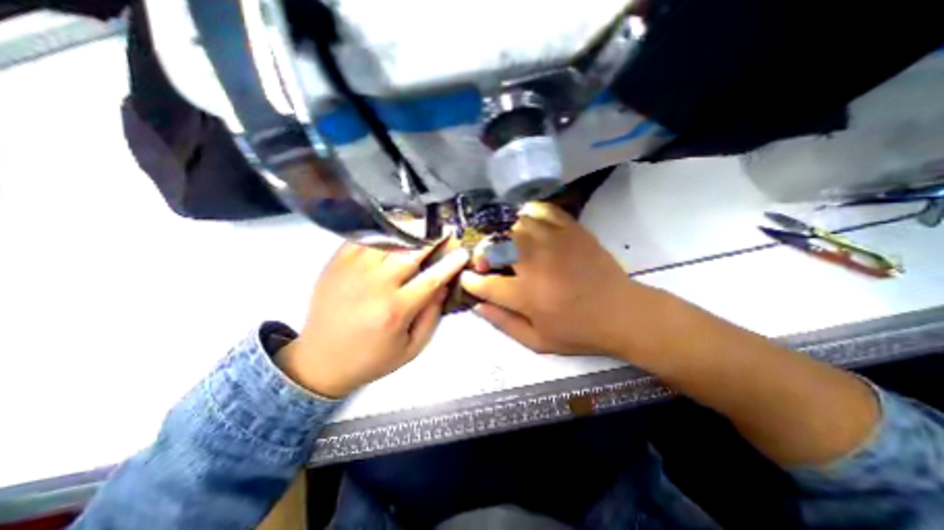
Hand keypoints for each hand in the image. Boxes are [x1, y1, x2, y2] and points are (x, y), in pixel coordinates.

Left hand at [278, 242, 470, 395]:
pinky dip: (384, 230)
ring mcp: (353, 270)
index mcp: (395, 310)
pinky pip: (364, 237)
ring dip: (411, 230)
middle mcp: (375, 286)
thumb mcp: (411, 348)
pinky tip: (395, 230)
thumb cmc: (371, 358)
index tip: (464, 252)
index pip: (431, 279)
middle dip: (434, 238)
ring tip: (425, 226)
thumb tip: (443, 285)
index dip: (451, 263)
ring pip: (389, 239)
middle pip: (411, 252)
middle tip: (447, 230)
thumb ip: (432, 316)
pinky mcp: (337, 263)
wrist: (321, 360)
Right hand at [460, 203, 671, 359]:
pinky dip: (531, 214)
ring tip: (510, 247)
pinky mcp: (572, 231)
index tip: (467, 278)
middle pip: (497, 245)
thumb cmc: (578, 332)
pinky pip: (543, 211)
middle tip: (489, 262)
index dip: (471, 281)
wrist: (622, 313)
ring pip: (517, 225)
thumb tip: (477, 306)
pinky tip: (530, 225)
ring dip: (507, 236)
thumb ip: (503, 324)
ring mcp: (555, 242)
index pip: (486, 284)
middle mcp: (536, 264)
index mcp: (527, 295)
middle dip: (485, 253)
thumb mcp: (537, 342)